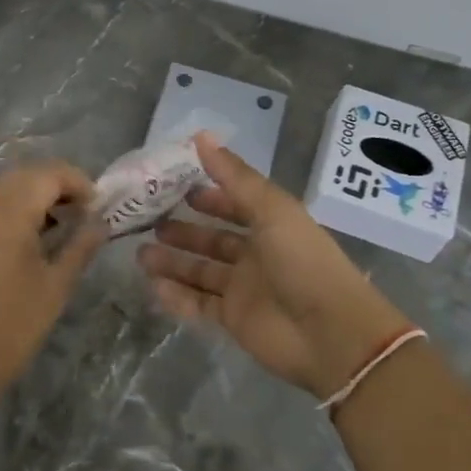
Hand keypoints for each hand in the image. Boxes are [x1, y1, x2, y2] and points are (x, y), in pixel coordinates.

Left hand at [0, 161, 105, 404]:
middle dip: (57, 186)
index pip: (48, 173)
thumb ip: (80, 246)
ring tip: (59, 229)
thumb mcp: (55, 287)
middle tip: (83, 214)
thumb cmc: (11, 328)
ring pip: (4, 190)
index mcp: (7, 212)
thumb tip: (101, 222)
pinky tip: (27, 242)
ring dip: (34, 198)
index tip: (98, 206)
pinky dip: (11, 212)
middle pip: (25, 176)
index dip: (78, 181)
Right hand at [137, 135, 410, 396]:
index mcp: (270, 225)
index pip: (233, 205)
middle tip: (147, 222)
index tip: (172, 187)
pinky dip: (177, 297)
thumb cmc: (302, 261)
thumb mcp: (271, 209)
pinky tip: (152, 286)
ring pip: (200, 272)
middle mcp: (256, 255)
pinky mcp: (234, 321)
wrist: (331, 334)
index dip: (206, 197)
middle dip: (182, 231)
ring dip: (172, 263)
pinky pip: (199, 305)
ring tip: (140, 254)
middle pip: (212, 240)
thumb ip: (234, 176)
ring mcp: (244, 290)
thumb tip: (200, 136)